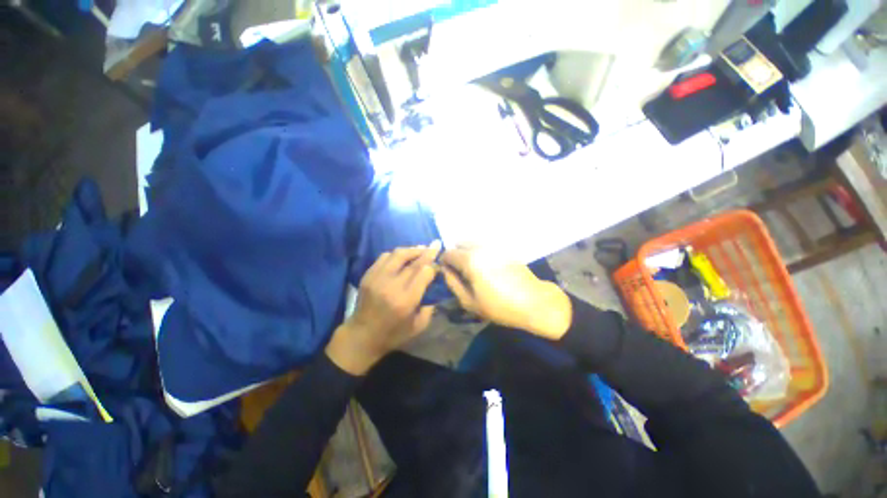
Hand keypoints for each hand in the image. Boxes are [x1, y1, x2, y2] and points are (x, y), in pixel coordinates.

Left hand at [325, 243, 440, 374]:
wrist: (361, 336)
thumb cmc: (393, 334)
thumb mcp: (418, 326)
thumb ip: (430, 306)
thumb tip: (434, 284)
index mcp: (405, 300)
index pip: (423, 273)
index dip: (433, 265)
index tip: (438, 263)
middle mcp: (391, 286)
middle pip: (413, 262)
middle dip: (427, 252)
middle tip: (436, 244)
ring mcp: (377, 278)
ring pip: (398, 254)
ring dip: (412, 249)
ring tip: (421, 248)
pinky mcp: (368, 275)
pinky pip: (384, 257)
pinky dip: (397, 254)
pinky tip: (403, 256)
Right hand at [440, 247, 571, 339]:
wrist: (533, 301)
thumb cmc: (499, 306)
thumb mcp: (469, 301)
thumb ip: (452, 283)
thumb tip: (444, 270)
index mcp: (469, 260)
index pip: (448, 253)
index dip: (444, 263)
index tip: (448, 273)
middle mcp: (480, 247)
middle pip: (459, 244)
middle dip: (456, 255)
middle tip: (461, 272)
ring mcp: (494, 246)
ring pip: (472, 242)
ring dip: (467, 252)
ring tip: (474, 270)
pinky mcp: (504, 249)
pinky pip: (484, 246)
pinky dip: (479, 252)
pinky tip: (487, 267)